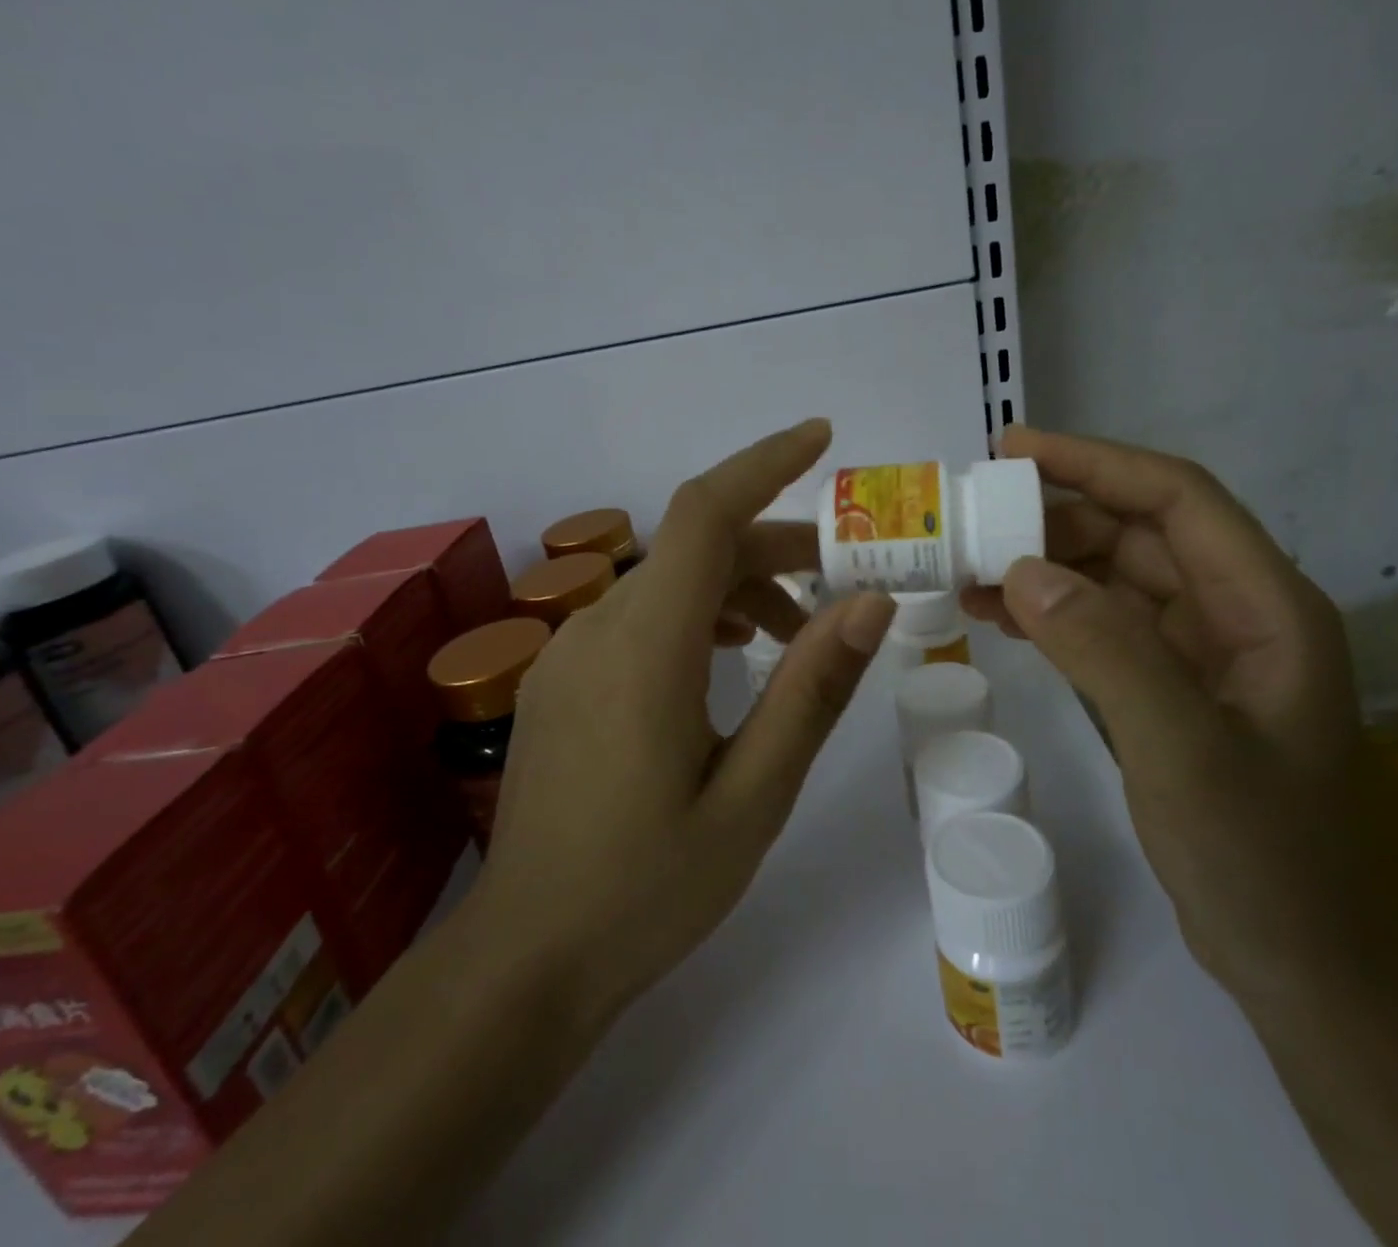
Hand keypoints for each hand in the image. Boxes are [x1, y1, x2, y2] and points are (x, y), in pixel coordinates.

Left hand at [464, 419, 895, 1024]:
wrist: (527, 957)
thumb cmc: (649, 887)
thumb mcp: (754, 795)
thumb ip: (811, 690)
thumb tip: (870, 602)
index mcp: (647, 648)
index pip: (703, 513)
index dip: (764, 463)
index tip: (822, 439)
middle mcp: (598, 628)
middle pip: (693, 547)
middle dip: (775, 545)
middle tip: (845, 579)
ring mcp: (568, 652)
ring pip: (667, 580)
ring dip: (738, 583)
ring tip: (796, 631)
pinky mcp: (559, 678)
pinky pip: (637, 615)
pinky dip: (695, 612)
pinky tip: (726, 656)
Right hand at [962, 425, 1387, 1002]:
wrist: (1301, 963)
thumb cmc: (1262, 858)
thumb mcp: (1184, 753)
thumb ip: (1108, 652)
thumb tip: (1020, 569)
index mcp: (1266, 607)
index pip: (1176, 498)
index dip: (1095, 462)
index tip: (1012, 449)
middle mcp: (1237, 613)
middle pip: (1139, 531)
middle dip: (1055, 516)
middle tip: (971, 517)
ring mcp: (1202, 652)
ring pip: (1114, 577)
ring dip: (1045, 564)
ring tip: (968, 567)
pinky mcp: (1170, 687)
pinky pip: (1103, 625)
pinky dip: (1051, 612)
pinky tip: (1000, 614)